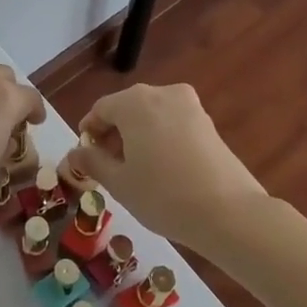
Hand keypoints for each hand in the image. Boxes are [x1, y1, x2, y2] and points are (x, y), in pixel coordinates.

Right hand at [60, 83, 270, 250]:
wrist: (230, 213)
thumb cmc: (163, 195)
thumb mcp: (119, 183)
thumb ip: (93, 162)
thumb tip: (76, 152)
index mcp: (134, 102)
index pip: (100, 109)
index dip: (89, 131)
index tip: (87, 156)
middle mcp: (161, 94)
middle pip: (127, 108)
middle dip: (113, 133)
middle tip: (108, 166)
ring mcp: (189, 106)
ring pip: (151, 115)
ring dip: (137, 136)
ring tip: (136, 170)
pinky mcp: (208, 122)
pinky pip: (173, 123)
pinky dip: (160, 138)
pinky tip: (162, 169)